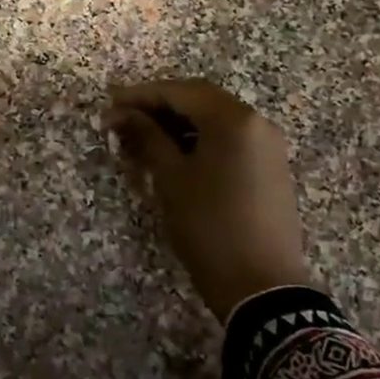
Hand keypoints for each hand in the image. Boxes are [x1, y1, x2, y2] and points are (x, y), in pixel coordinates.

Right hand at [107, 79, 307, 322]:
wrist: (262, 287)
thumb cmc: (209, 225)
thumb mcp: (170, 178)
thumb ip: (147, 136)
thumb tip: (122, 113)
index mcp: (234, 119)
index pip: (180, 91)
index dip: (141, 95)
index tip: (109, 104)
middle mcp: (256, 123)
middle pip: (200, 100)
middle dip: (159, 107)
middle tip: (123, 120)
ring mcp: (268, 146)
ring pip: (214, 121)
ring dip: (177, 125)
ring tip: (142, 140)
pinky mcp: (270, 168)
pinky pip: (229, 140)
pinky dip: (199, 140)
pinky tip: (173, 156)